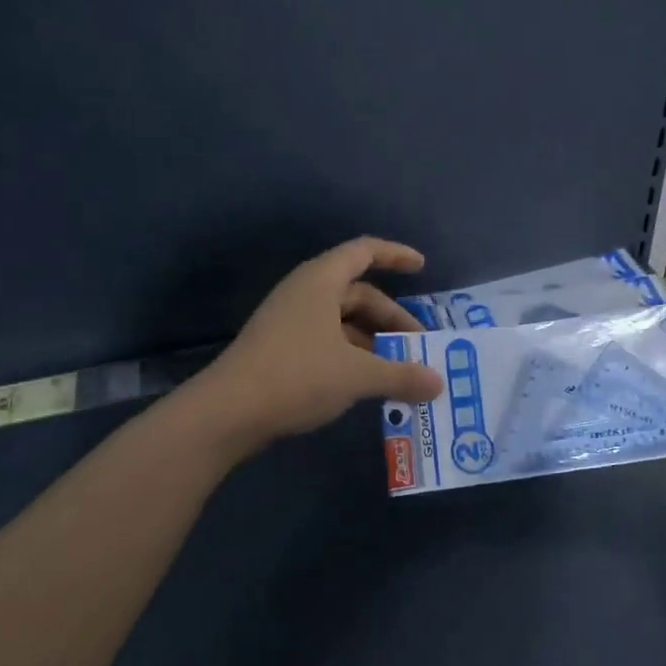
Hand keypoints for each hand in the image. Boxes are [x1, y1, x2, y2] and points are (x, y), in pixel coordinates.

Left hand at [200, 237, 443, 450]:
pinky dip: (353, 356)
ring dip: (374, 341)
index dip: (396, 255)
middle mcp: (305, 293)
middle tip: (419, 346)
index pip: (365, 251)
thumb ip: (402, 375)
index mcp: (321, 281)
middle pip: (359, 293)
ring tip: (400, 370)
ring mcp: (290, 322)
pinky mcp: (281, 350)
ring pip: (343, 321)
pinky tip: (368, 384)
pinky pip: (328, 342)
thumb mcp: (357, 375)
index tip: (422, 267)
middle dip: (392, 318)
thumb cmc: (297, 376)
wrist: (227, 413)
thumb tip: (439, 382)